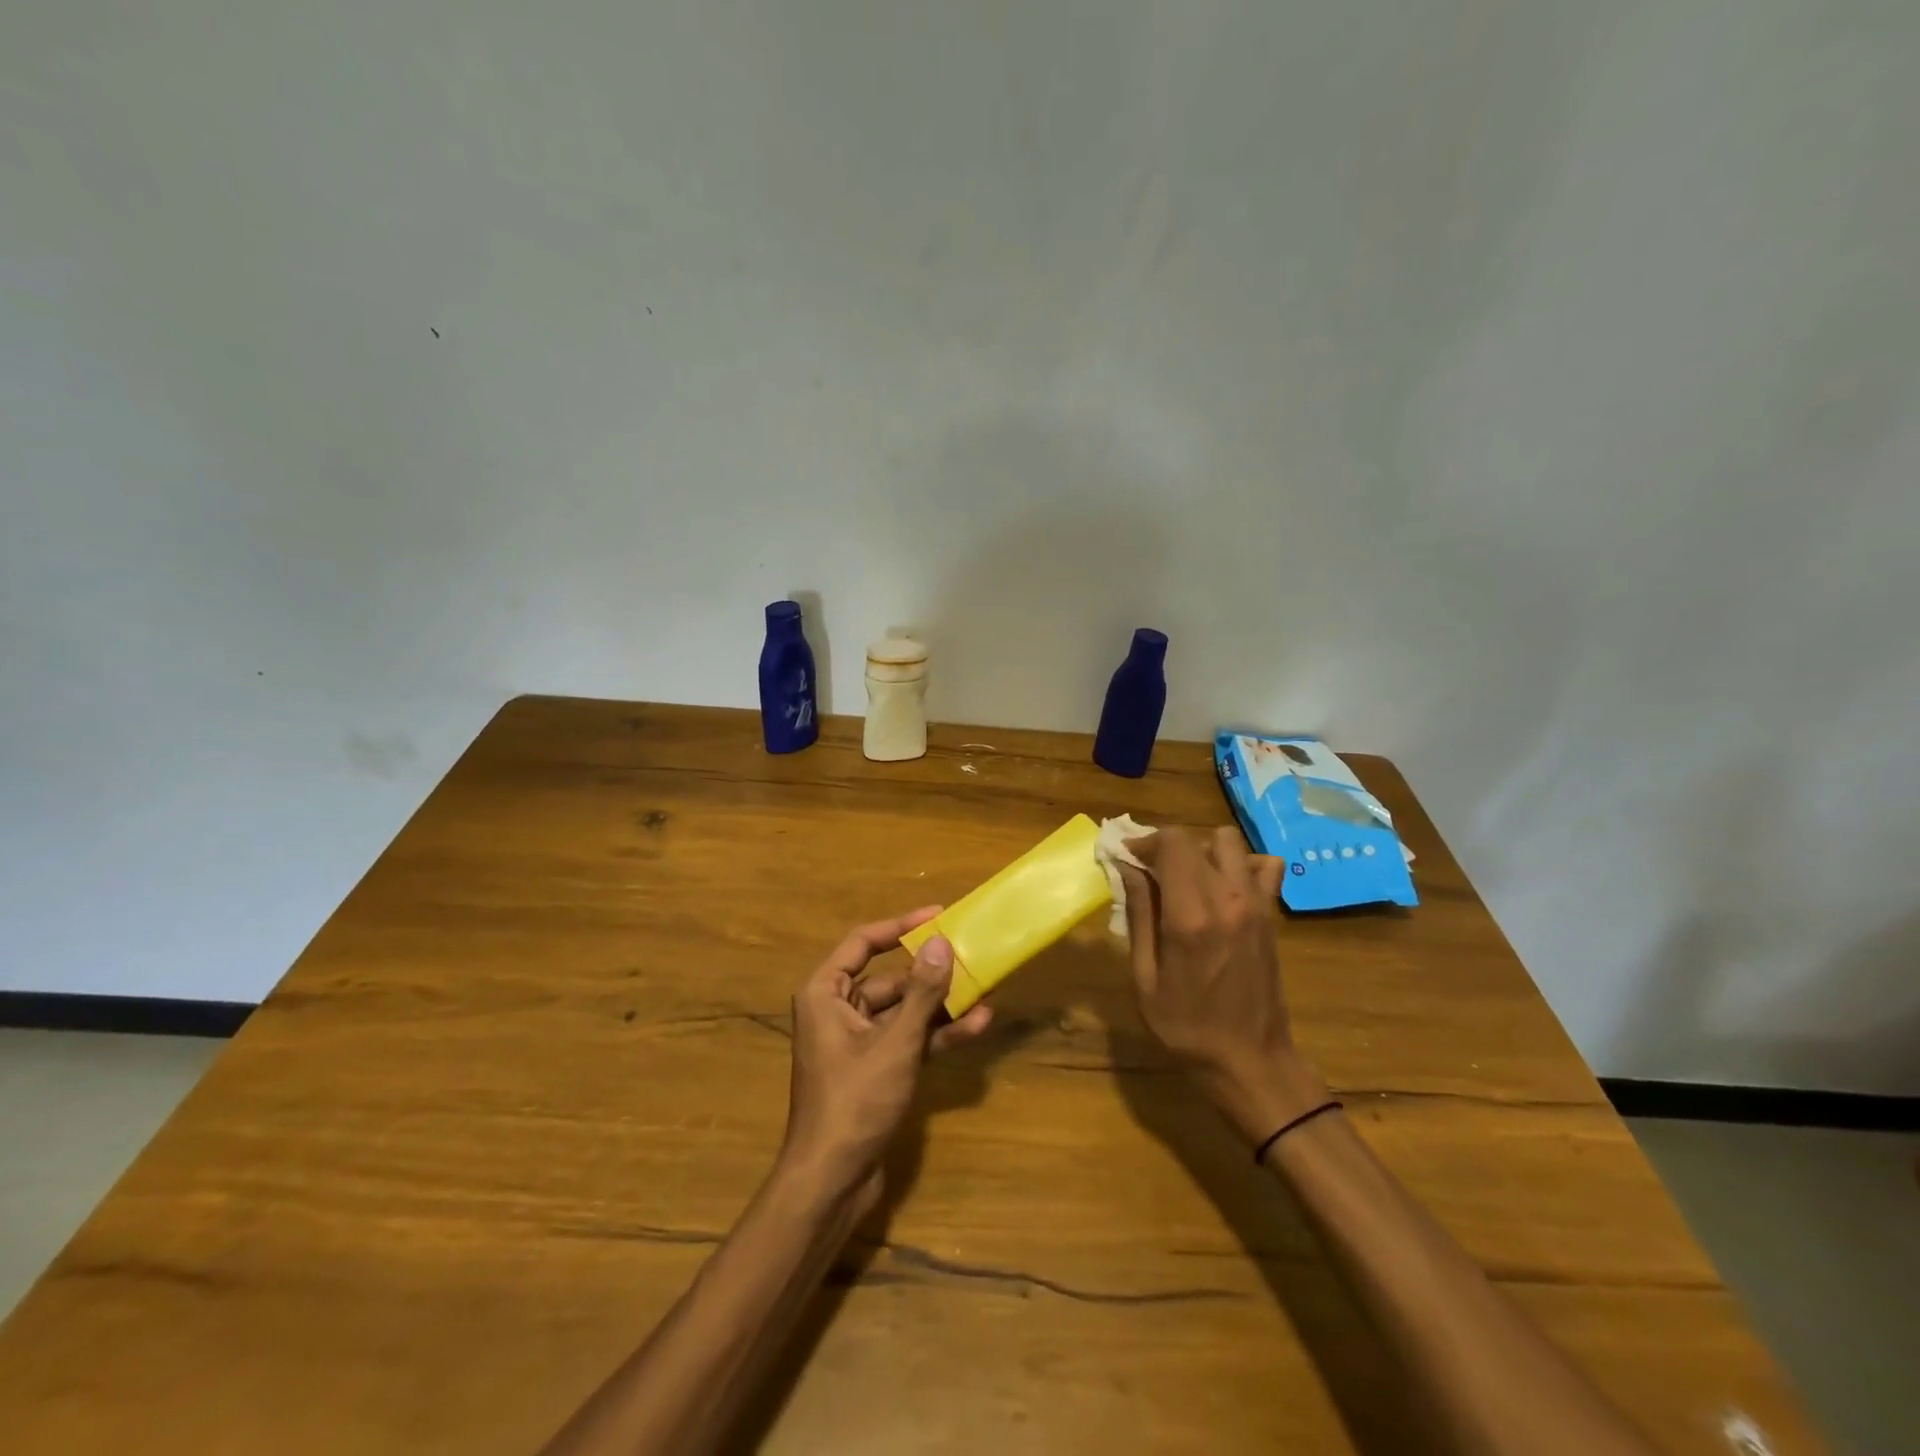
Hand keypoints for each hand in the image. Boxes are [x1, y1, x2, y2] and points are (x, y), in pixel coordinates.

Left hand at [779, 909, 991, 1198]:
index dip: (900, 925)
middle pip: (889, 978)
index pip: (863, 942)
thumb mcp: (895, 1043)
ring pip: (903, 1011)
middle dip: (930, 973)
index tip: (938, 915)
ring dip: (940, 1006)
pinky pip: (907, 1039)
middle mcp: (838, 1010)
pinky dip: (935, 1034)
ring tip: (984, 992)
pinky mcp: (874, 1068)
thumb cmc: (854, 1101)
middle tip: (970, 957)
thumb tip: (942, 943)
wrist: (831, 1182)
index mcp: (825, 993)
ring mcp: (857, 1041)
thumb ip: (921, 993)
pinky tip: (975, 1026)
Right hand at [1118, 828, 1327, 1143]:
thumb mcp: (1144, 978)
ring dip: (1202, 851)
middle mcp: (1228, 899)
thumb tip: (1127, 868)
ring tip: (1185, 879)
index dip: (1144, 841)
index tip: (1126, 857)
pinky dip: (1241, 865)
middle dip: (1166, 846)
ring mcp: (1256, 904)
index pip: (1172, 843)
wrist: (1251, 1062)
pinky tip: (1223, 888)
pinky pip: (1263, 866)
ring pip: (1229, 843)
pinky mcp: (1271, 914)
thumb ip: (1139, 914)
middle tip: (1149, 872)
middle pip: (1196, 839)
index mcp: (1191, 917)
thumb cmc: (1186, 1027)